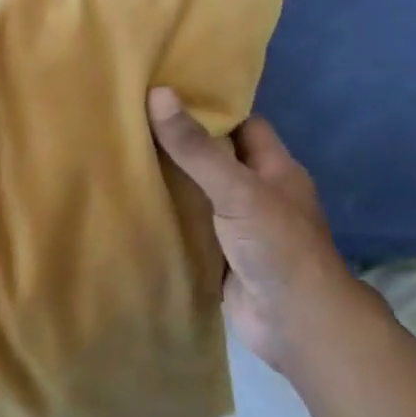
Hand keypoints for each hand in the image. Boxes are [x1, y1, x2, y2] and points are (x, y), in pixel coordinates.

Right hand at [147, 88, 367, 371]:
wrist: (295, 324)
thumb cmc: (277, 246)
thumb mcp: (236, 189)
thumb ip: (196, 148)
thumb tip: (158, 93)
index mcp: (274, 169)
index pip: (242, 124)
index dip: (210, 107)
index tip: (166, 92)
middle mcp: (258, 194)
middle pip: (215, 159)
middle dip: (180, 144)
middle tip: (131, 122)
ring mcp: (238, 227)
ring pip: (199, 194)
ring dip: (169, 182)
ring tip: (120, 155)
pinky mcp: (219, 256)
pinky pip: (188, 228)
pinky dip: (166, 218)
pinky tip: (130, 204)